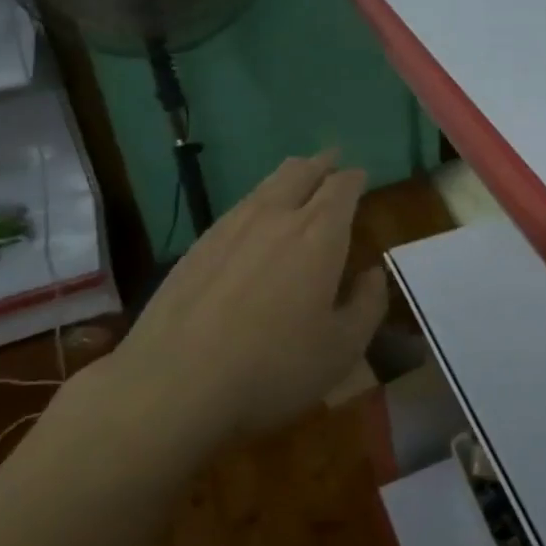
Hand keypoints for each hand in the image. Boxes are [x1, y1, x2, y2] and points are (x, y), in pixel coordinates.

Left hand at [76, 153, 386, 449]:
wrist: (172, 385)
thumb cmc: (272, 368)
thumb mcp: (342, 349)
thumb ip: (367, 305)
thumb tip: (372, 274)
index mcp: (318, 234)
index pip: (342, 187)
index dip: (355, 177)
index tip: (362, 175)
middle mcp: (275, 217)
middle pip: (301, 171)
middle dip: (322, 163)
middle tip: (333, 161)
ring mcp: (230, 227)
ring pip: (266, 185)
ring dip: (289, 176)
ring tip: (298, 180)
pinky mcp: (197, 246)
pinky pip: (238, 207)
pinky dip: (258, 202)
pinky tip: (255, 221)